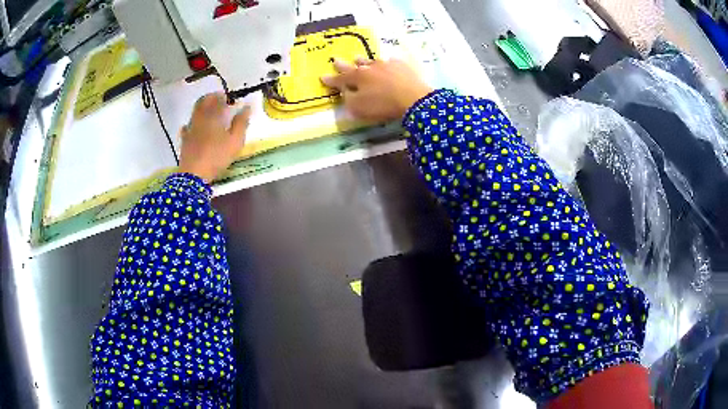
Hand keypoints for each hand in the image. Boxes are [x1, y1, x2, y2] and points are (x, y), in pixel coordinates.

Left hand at [178, 93, 250, 182]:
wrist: (194, 174)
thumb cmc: (217, 156)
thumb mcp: (235, 141)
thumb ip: (241, 123)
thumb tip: (246, 107)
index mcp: (213, 116)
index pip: (217, 99)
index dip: (223, 97)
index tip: (229, 98)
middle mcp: (200, 118)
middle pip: (203, 102)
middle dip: (210, 98)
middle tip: (218, 100)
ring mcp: (190, 129)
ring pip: (195, 112)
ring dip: (202, 108)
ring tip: (209, 112)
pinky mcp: (184, 140)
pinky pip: (187, 127)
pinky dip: (192, 123)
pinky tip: (194, 127)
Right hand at [321, 58, 432, 121]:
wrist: (413, 98)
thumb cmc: (382, 105)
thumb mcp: (359, 108)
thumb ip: (348, 99)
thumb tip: (345, 92)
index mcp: (357, 78)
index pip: (340, 79)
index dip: (330, 79)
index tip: (322, 77)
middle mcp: (369, 68)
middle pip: (354, 66)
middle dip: (343, 65)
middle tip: (335, 60)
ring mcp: (386, 64)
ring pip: (371, 61)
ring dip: (362, 61)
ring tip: (357, 58)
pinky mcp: (401, 66)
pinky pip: (391, 62)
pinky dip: (386, 63)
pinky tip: (388, 62)